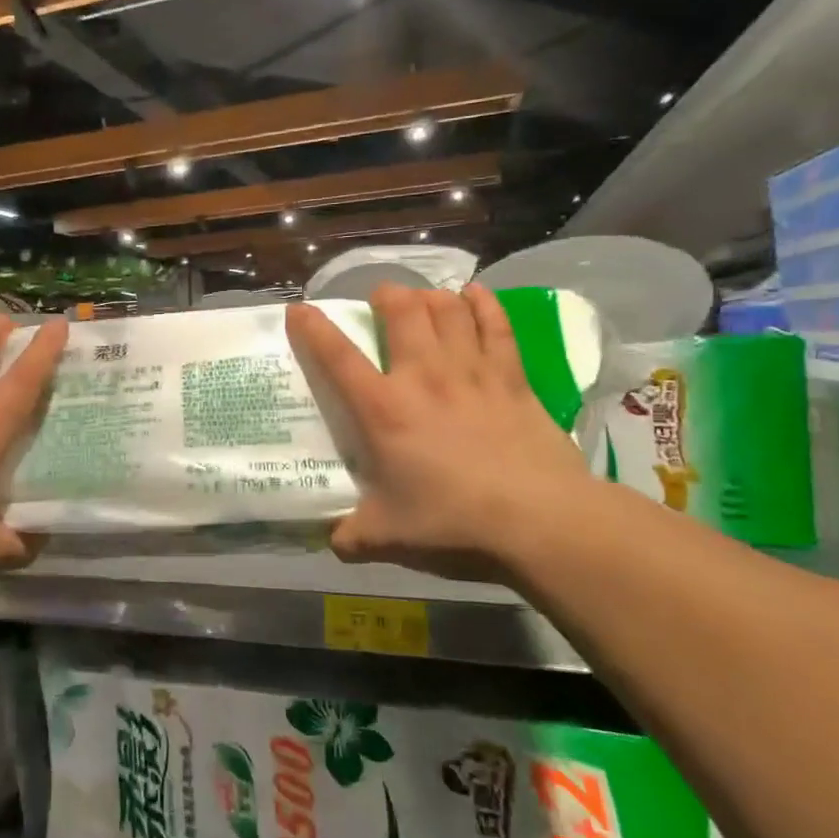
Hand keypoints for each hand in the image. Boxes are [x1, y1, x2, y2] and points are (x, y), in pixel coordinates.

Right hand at [286, 283, 594, 575]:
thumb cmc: (453, 521)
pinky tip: (474, 295)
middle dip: (385, 296)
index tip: (300, 309)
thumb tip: (332, 542)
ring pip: (447, 309)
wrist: (538, 520)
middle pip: (401, 311)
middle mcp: (423, 376)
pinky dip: (483, 304)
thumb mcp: (388, 536)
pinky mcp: (512, 378)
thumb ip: (352, 536)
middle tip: (379, 301)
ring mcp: (471, 371)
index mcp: (383, 409)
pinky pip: (496, 326)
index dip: (313, 329)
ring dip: (429, 297)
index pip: (338, 357)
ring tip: (421, 299)